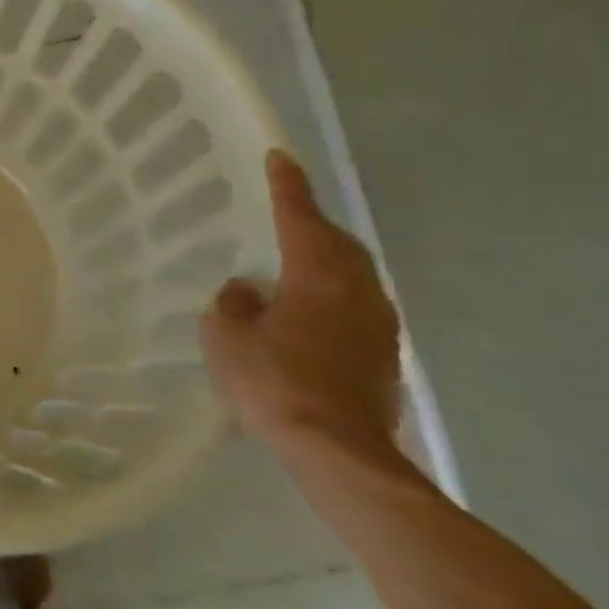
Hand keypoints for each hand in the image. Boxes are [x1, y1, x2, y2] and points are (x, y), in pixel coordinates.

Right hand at [200, 150, 402, 460]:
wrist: (337, 451)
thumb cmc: (273, 382)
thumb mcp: (225, 337)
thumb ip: (232, 304)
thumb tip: (246, 290)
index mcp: (317, 277)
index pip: (300, 219)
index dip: (288, 187)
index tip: (279, 158)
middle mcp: (357, 293)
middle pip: (339, 245)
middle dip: (313, 223)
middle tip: (287, 210)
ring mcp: (377, 327)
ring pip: (353, 276)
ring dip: (325, 260)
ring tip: (295, 258)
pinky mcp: (382, 357)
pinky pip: (355, 306)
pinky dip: (331, 294)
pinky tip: (307, 310)